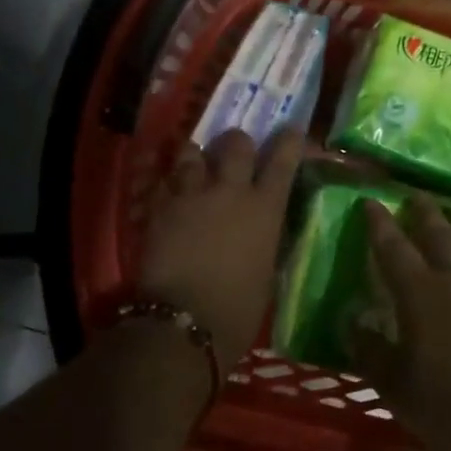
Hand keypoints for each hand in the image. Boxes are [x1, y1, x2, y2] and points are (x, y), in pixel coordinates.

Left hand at [137, 129, 306, 367]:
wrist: (185, 321)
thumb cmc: (238, 309)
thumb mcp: (266, 271)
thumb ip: (265, 239)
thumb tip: (263, 227)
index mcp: (265, 208)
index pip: (283, 160)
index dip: (288, 141)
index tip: (290, 130)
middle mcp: (230, 191)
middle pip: (235, 143)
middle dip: (237, 143)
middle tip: (234, 152)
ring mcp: (192, 194)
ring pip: (192, 152)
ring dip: (196, 156)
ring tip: (195, 165)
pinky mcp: (160, 206)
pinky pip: (164, 180)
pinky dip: (169, 181)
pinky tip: (169, 191)